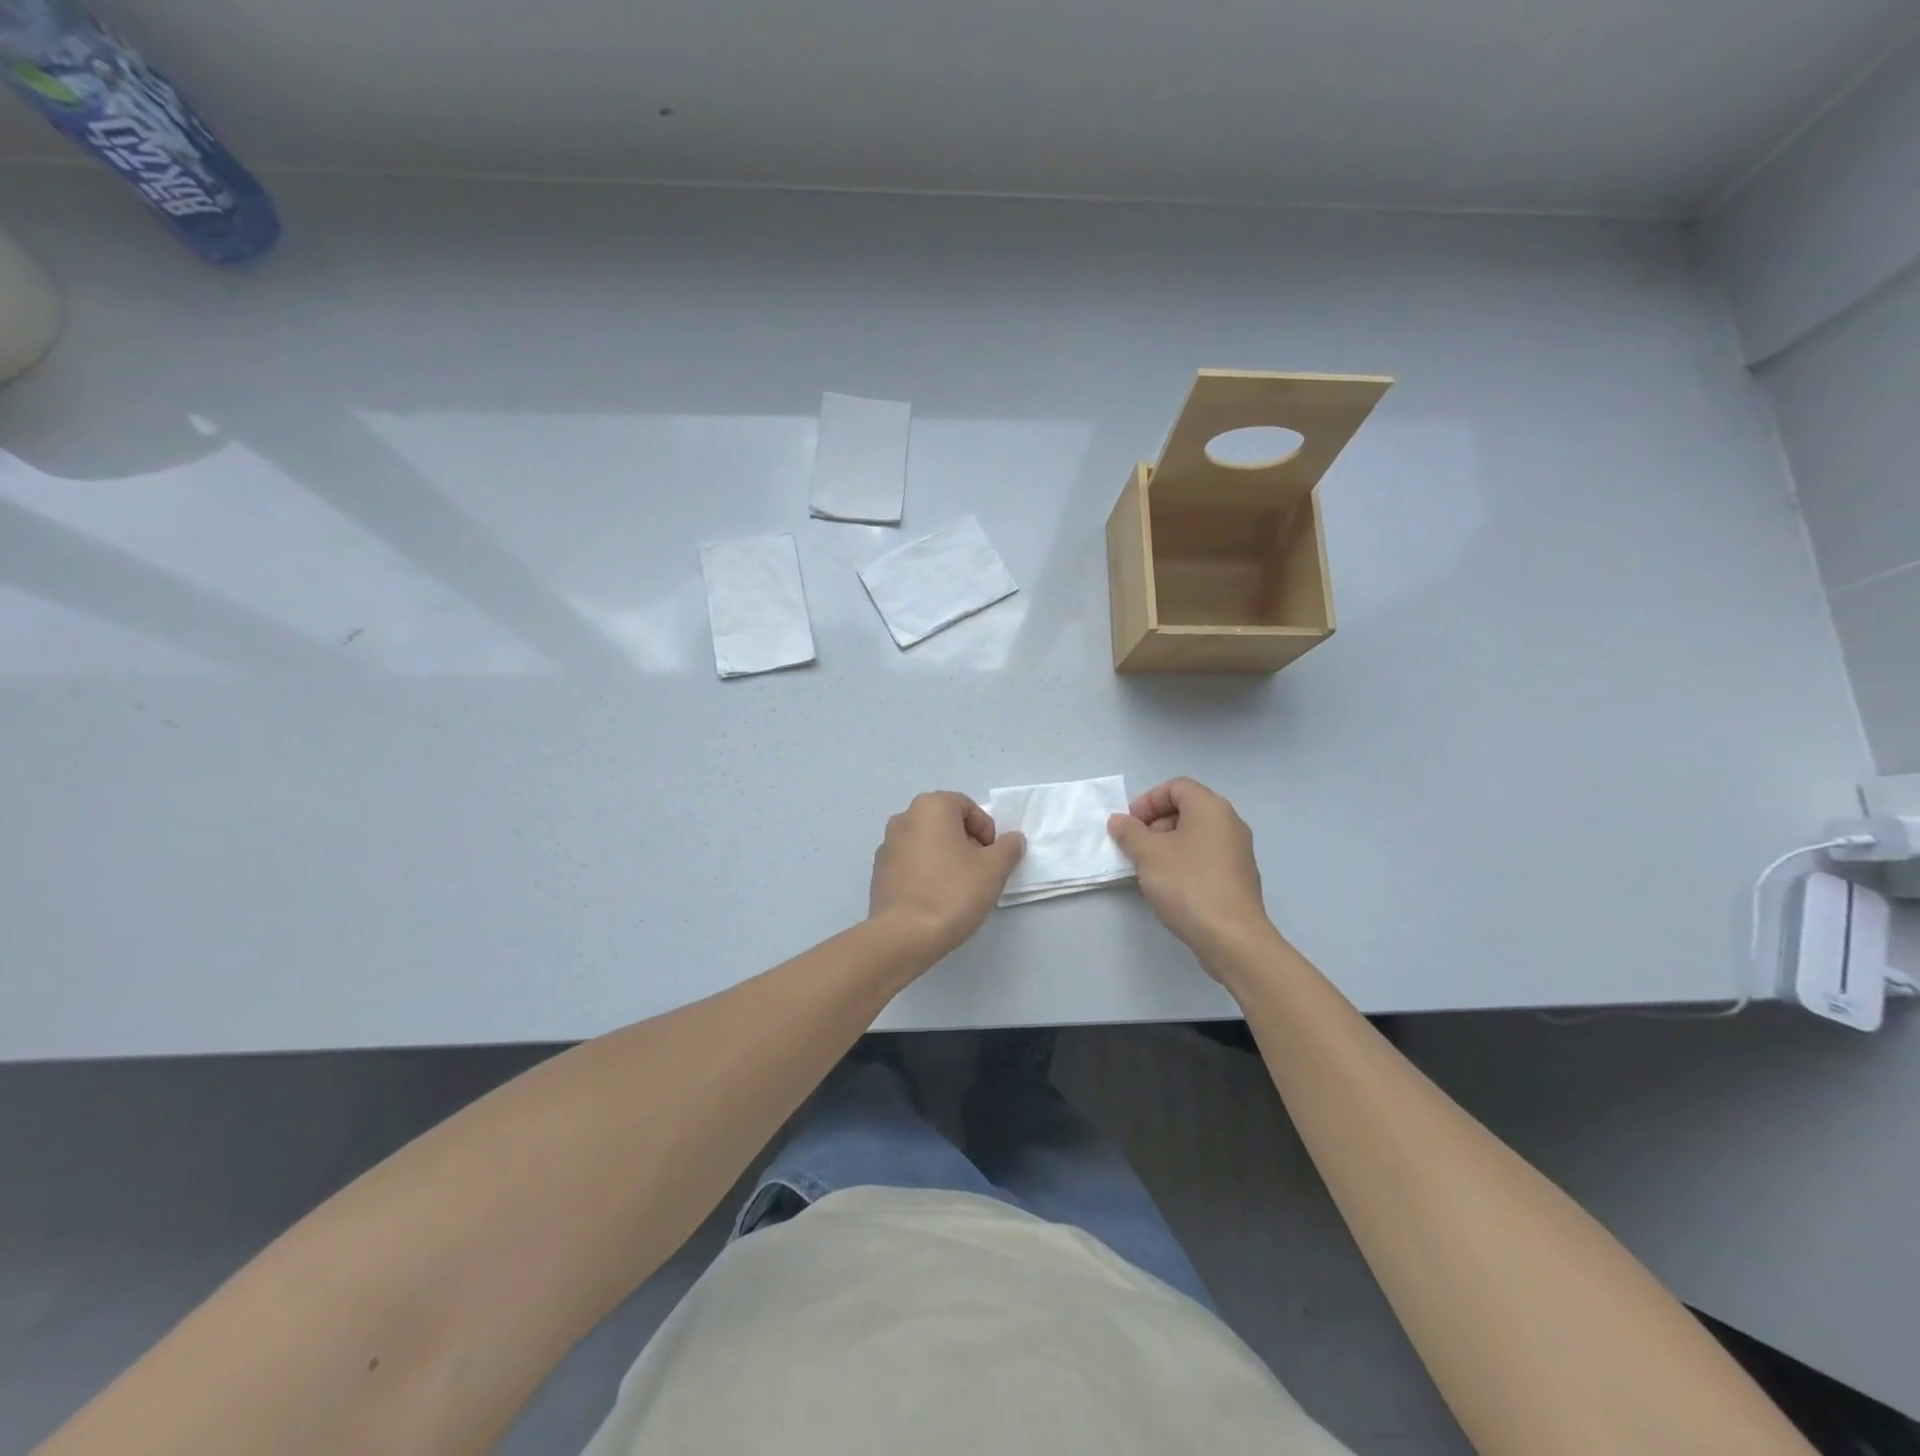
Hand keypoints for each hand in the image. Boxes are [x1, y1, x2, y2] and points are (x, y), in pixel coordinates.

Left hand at [869, 792, 1025, 960]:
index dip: (986, 830)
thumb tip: (1012, 839)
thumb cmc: (952, 892)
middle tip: (979, 872)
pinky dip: (926, 872)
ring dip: (946, 857)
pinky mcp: (879, 872)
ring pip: (927, 843)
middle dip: (966, 843)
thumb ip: (1008, 847)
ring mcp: (887, 845)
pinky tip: (935, 898)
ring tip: (958, 888)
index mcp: (930, 807)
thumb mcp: (994, 869)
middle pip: (946, 823)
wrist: (904, 936)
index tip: (992, 858)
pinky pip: (911, 863)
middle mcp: (904, 818)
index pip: (968, 806)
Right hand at [1108, 778, 1271, 956]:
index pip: (1176, 787)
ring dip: (1167, 845)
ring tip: (1148, 869)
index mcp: (1210, 808)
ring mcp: (1238, 851)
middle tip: (1135, 847)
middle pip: (1186, 809)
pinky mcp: (1238, 877)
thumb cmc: (1187, 884)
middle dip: (1155, 824)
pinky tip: (1170, 887)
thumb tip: (1119, 821)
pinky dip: (1184, 862)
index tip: (1130, 825)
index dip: (1148, 801)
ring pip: (1195, 835)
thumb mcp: (1148, 854)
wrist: (1231, 937)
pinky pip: (1205, 857)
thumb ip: (1129, 832)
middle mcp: (1229, 823)